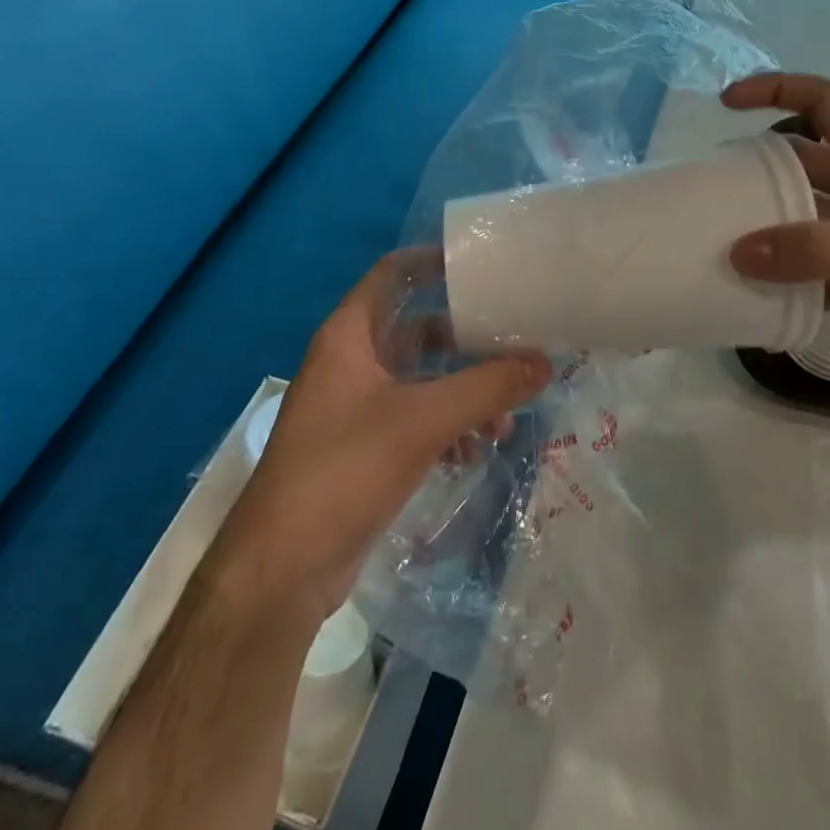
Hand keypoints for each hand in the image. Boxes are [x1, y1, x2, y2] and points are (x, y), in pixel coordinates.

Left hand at [209, 251, 550, 630]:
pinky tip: (477, 449)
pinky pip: (418, 418)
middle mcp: (352, 361)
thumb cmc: (344, 469)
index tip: (484, 262)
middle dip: (467, 337)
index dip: (434, 261)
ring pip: (423, 378)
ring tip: (506, 412)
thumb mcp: (423, 420)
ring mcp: (358, 406)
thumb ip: (488, 387)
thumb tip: (546, 362)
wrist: (282, 569)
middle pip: (418, 328)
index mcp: (350, 335)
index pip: (393, 273)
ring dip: (465, 389)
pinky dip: (450, 425)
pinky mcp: (367, 447)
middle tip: (516, 338)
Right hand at [724, 73, 829, 390]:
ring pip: (803, 225)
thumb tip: (736, 252)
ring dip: (767, 234)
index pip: (824, 104)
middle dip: (757, 172)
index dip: (777, 90)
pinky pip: (814, 276)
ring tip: (719, 248)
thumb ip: (811, 249)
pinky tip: (756, 304)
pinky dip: (787, 287)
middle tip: (708, 193)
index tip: (728, 103)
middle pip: (802, 166)